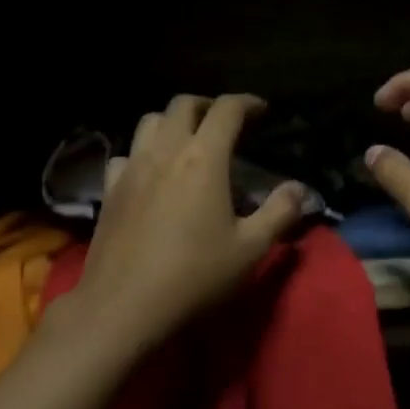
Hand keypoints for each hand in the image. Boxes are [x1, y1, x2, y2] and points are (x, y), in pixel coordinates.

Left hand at [65, 93, 305, 350]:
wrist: (123, 305)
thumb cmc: (194, 276)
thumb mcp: (250, 249)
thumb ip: (279, 213)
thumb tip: (299, 188)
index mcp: (204, 159)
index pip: (226, 110)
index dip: (247, 102)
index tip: (262, 110)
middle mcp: (165, 151)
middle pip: (183, 105)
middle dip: (209, 105)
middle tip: (226, 122)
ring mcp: (131, 168)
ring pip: (150, 121)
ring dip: (173, 121)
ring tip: (189, 141)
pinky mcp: (110, 189)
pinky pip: (126, 154)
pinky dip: (143, 151)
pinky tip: (151, 173)